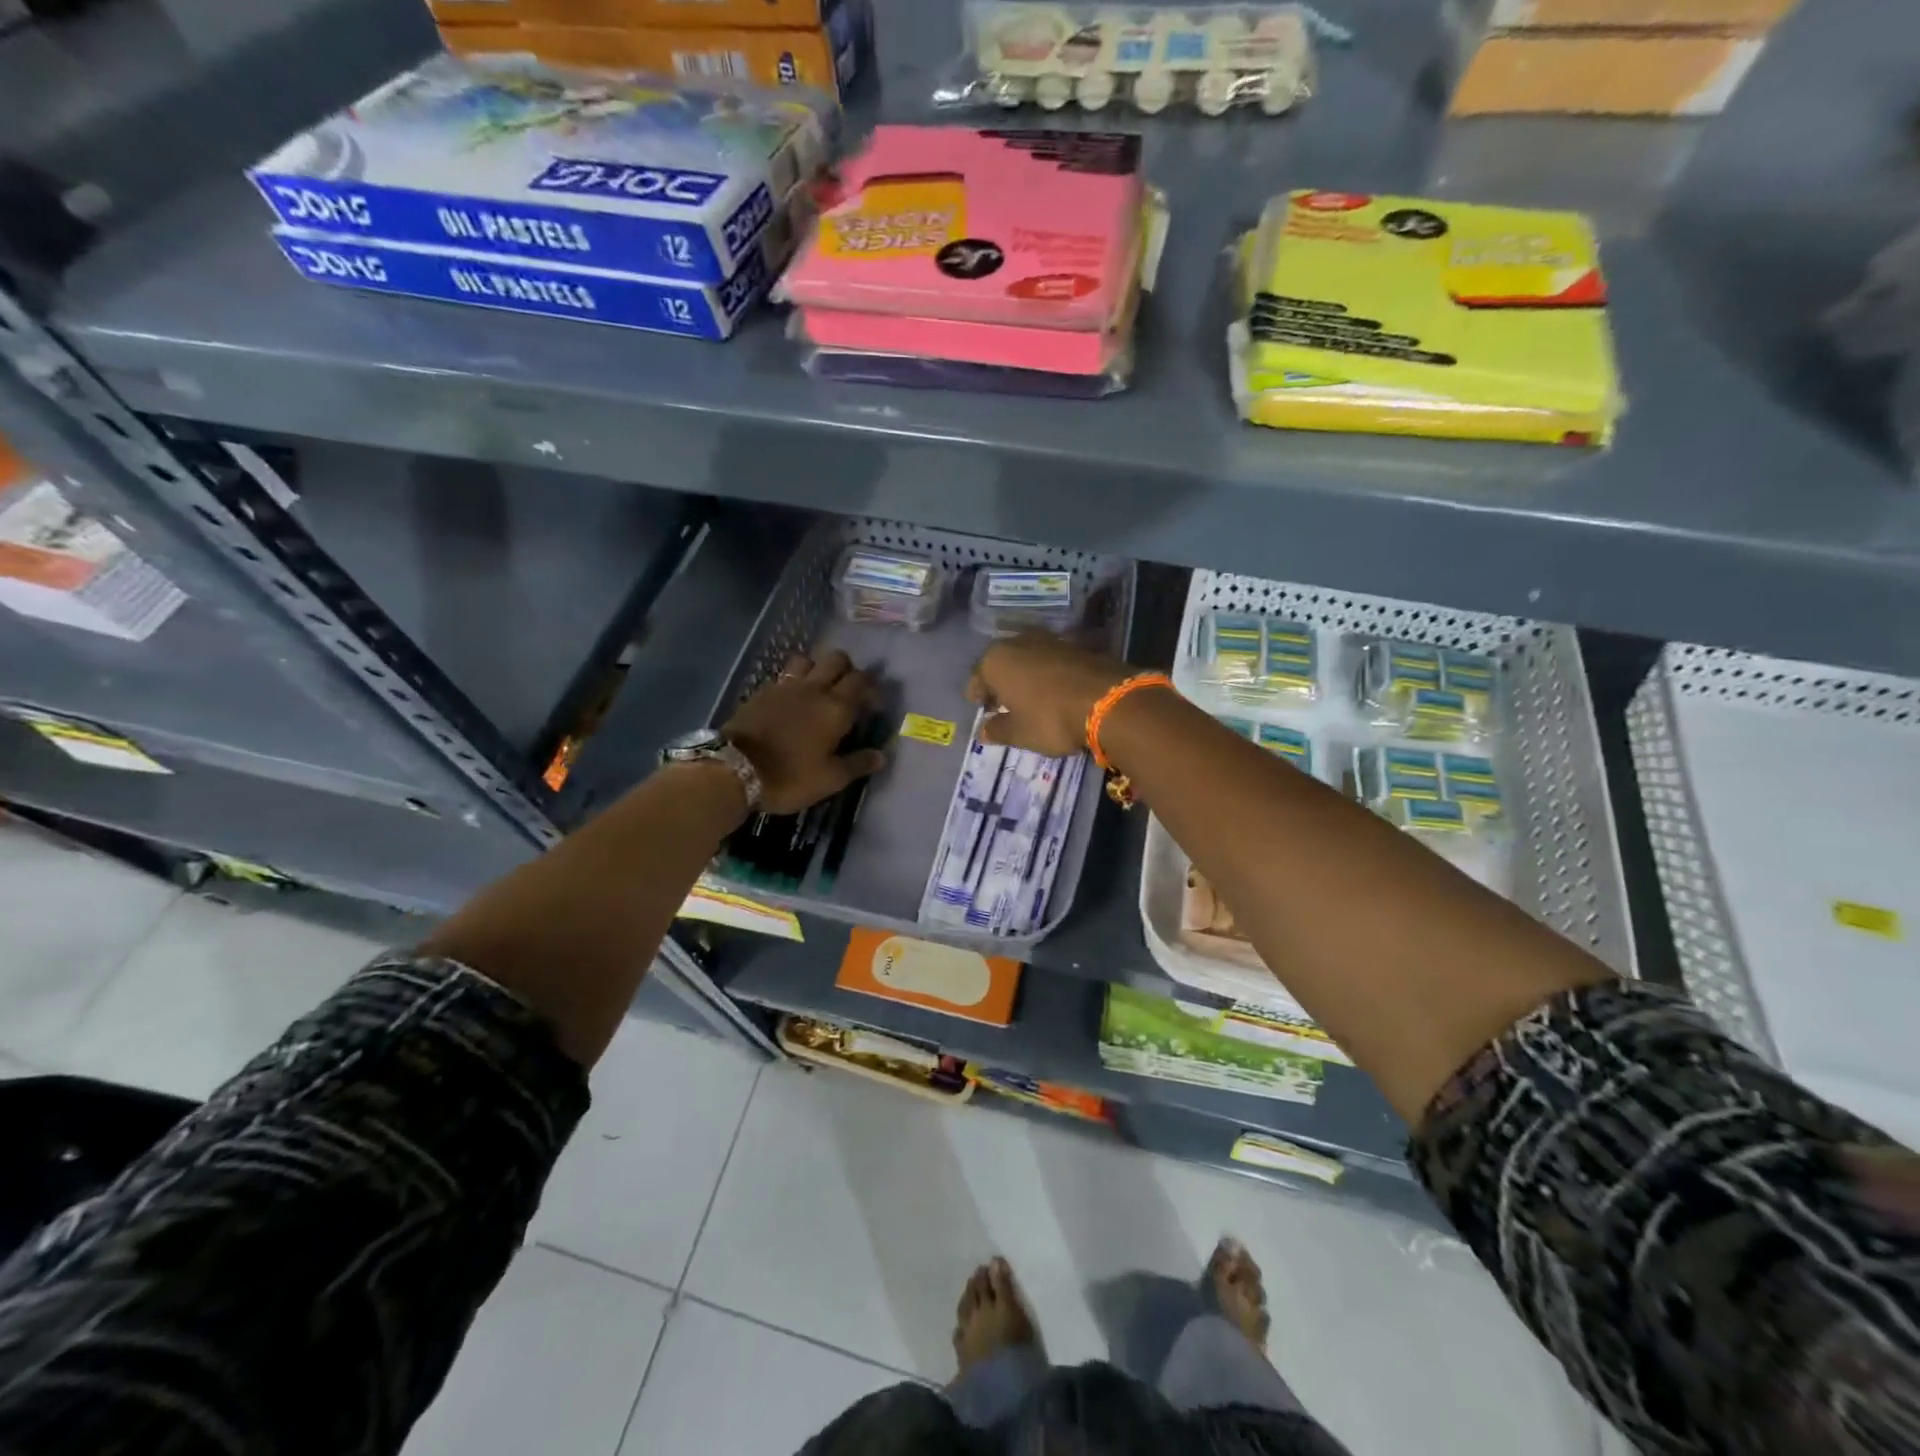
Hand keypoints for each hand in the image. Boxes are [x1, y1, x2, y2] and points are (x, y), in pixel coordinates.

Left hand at [723, 650, 885, 813]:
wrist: (733, 769)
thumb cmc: (789, 777)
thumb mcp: (830, 779)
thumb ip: (858, 764)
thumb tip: (881, 755)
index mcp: (837, 708)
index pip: (862, 682)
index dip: (871, 688)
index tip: (873, 704)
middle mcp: (815, 689)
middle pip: (838, 659)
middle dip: (848, 670)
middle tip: (849, 691)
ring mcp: (786, 686)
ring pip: (809, 658)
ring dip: (818, 667)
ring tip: (819, 688)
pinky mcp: (763, 690)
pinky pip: (785, 674)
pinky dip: (795, 679)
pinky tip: (793, 698)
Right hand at [966, 634, 1131, 757]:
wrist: (1109, 700)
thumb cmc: (1050, 718)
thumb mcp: (1019, 733)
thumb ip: (997, 730)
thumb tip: (983, 731)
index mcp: (995, 660)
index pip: (976, 678)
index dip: (977, 696)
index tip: (982, 710)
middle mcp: (1018, 642)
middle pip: (1001, 663)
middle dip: (1000, 682)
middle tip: (1003, 703)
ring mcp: (1049, 640)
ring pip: (1026, 658)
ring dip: (1024, 675)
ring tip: (1029, 697)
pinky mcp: (1075, 644)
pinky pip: (1050, 660)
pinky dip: (1047, 673)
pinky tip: (1053, 690)